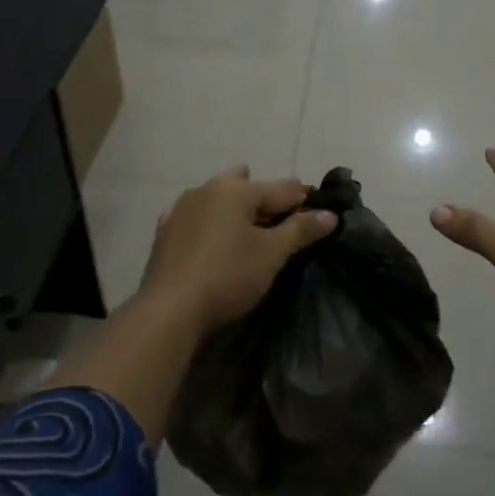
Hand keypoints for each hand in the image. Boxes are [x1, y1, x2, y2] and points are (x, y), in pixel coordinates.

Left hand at [138, 167, 337, 337]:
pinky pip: (196, 217)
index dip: (302, 197)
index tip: (319, 206)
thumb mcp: (272, 253)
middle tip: (282, 216)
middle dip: (264, 195)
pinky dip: (210, 221)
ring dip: (235, 206)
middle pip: (245, 186)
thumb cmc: (228, 275)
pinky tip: (213, 234)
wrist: (170, 309)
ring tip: (249, 225)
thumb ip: (301, 230)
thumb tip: (329, 214)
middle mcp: (206, 190)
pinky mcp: (165, 232)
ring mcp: (181, 209)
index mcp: (235, 190)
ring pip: (217, 198)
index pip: (280, 188)